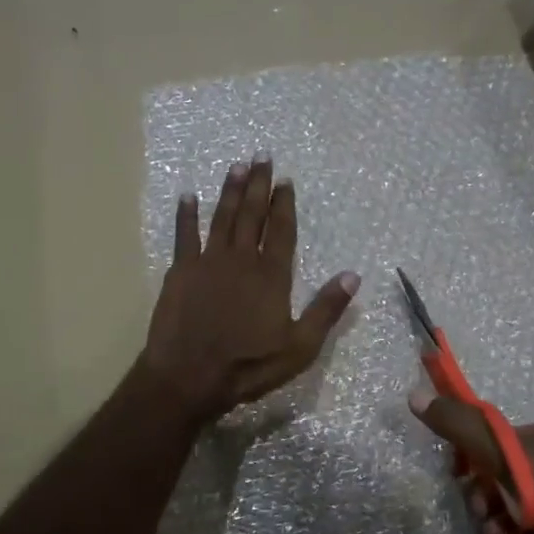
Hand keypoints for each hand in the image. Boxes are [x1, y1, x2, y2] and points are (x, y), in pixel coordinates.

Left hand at [143, 155, 360, 423]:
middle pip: (252, 215)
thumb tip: (353, 276)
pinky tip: (188, 196)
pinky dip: (186, 215)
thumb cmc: (248, 366)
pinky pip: (184, 235)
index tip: (286, 180)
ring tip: (236, 167)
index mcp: (271, 275)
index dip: (284, 203)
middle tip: (262, 157)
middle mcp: (241, 259)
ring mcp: (208, 262)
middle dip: (259, 185)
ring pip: (222, 217)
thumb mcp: (300, 347)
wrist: (189, 376)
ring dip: (230, 191)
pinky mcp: (180, 272)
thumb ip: (326, 309)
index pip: (281, 230)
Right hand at [410, 394, 533, 533]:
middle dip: (486, 495)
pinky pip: (520, 533)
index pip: (502, 435)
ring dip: (496, 523)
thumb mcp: (512, 459)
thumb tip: (414, 396)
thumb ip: (463, 428)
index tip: (458, 473)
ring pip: (506, 506)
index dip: (475, 453)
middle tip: (484, 509)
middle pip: (501, 472)